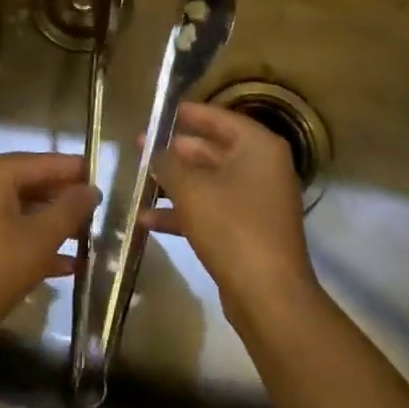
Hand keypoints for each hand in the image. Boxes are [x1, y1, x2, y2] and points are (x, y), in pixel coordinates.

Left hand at [0, 152, 97, 354]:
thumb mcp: (39, 240)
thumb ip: (70, 210)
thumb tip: (91, 190)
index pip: (41, 162)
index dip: (73, 170)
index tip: (102, 178)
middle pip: (28, 183)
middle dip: (62, 199)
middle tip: (96, 212)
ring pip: (16, 209)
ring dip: (49, 224)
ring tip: (84, 238)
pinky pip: (2, 228)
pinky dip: (28, 240)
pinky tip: (61, 265)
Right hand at [144, 102, 317, 320]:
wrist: (268, 295)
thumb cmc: (232, 227)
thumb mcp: (191, 189)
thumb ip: (168, 164)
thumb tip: (152, 149)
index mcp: (258, 148)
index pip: (220, 118)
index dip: (189, 114)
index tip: (161, 112)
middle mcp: (263, 169)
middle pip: (214, 150)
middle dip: (176, 151)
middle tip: (142, 146)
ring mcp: (258, 202)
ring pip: (210, 182)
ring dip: (176, 183)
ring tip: (140, 179)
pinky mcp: (249, 232)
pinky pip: (213, 210)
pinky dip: (185, 212)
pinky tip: (148, 220)